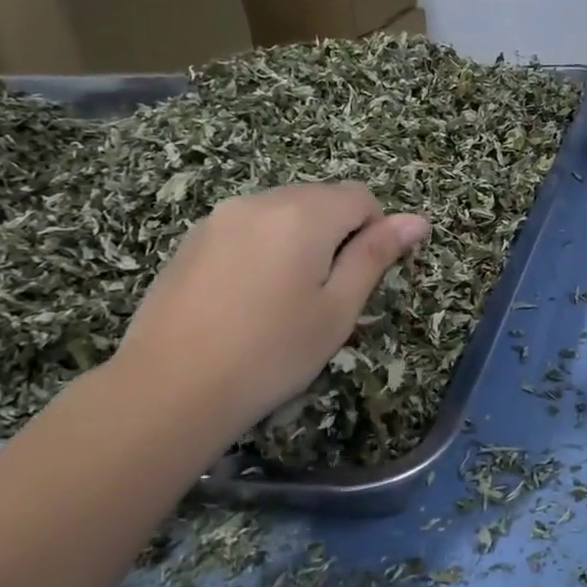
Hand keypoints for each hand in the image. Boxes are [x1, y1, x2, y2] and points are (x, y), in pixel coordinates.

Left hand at [110, 184, 428, 444]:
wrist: (169, 389)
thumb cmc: (272, 352)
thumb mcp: (338, 309)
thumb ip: (375, 256)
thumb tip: (417, 220)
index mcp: (303, 214)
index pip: (360, 197)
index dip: (375, 233)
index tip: (361, 280)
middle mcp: (261, 201)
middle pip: (320, 199)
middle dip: (337, 235)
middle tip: (326, 295)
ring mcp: (220, 218)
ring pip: (282, 213)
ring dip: (300, 241)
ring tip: (285, 300)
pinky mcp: (192, 240)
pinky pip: (247, 228)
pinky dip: (264, 249)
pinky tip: (248, 300)